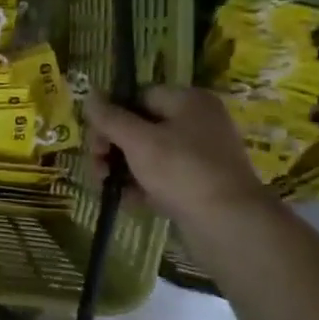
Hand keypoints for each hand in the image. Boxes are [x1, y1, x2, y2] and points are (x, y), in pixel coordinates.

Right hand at [85, 85, 275, 227]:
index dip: (112, 116)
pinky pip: (161, 178)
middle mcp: (197, 123)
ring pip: (148, 155)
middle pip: (140, 127)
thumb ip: (110, 117)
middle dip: (112, 147)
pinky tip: (126, 201)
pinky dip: (141, 187)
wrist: (229, 224)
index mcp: (188, 101)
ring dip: (121, 169)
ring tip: (105, 187)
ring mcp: (199, 156)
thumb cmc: (182, 171)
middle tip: (96, 167)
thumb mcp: (138, 140)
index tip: (95, 140)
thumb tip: (89, 95)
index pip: (139, 97)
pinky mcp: (198, 185)